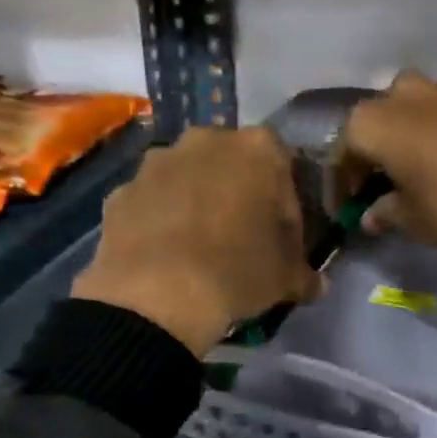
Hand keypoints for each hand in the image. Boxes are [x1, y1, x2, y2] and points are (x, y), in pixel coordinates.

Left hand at [72, 126, 318, 356]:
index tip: (282, 241)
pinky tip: (164, 258)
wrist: (156, 296)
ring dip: (195, 204)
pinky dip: (158, 222)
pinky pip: (150, 203)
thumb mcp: (286, 279)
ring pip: (186, 179)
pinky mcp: (120, 192)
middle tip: (241, 241)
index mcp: (257, 149)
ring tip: (198, 252)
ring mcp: (156, 163)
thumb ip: (304, 273)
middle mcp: (205, 141)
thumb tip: (316, 284)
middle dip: (238, 196)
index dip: (285, 207)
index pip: (283, 170)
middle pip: (231, 165)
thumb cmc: (237, 273)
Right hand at [342, 71, 436, 244]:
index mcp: (370, 122)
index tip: (347, 212)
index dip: (340, 188)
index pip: (340, 156)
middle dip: (370, 162)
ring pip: (406, 119)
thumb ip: (384, 214)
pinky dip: (431, 138)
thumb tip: (372, 215)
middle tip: (378, 194)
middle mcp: (397, 93)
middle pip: (372, 129)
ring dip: (402, 146)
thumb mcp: (414, 220)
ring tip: (413, 179)